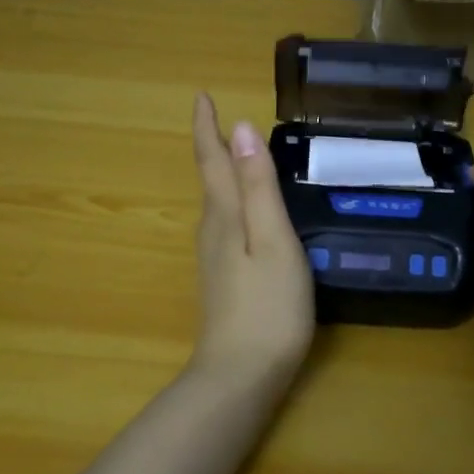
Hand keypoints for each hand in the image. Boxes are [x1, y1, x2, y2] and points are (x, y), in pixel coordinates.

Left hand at [188, 93, 315, 391]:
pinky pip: (225, 225)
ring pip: (217, 203)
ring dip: (224, 174)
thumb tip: (241, 128)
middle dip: (215, 147)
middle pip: (211, 178)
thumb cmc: (267, 305)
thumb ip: (258, 186)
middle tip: (224, 120)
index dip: (206, 127)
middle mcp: (211, 230)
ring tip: (238, 156)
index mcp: (224, 214)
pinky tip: (248, 214)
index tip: (200, 96)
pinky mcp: (223, 280)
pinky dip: (234, 203)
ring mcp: (214, 259)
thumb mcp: (272, 238)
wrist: (240, 376)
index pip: (212, 159)